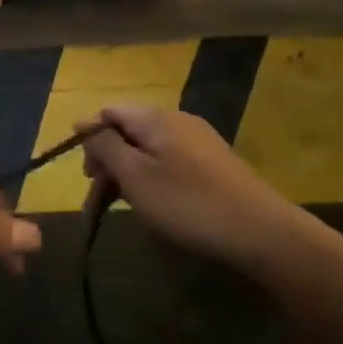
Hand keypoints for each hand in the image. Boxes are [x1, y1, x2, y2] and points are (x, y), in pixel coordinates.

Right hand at [78, 106, 291, 265]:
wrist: (261, 231)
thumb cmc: (188, 203)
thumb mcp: (136, 176)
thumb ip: (106, 147)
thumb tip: (86, 124)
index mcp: (154, 117)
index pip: (109, 112)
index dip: (88, 136)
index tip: (81, 172)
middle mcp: (176, 119)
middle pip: (128, 130)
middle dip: (107, 159)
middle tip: (97, 196)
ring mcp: (198, 140)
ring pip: (149, 148)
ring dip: (128, 172)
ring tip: (121, 205)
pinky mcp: (214, 162)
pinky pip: (170, 160)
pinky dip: (152, 177)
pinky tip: (155, 203)